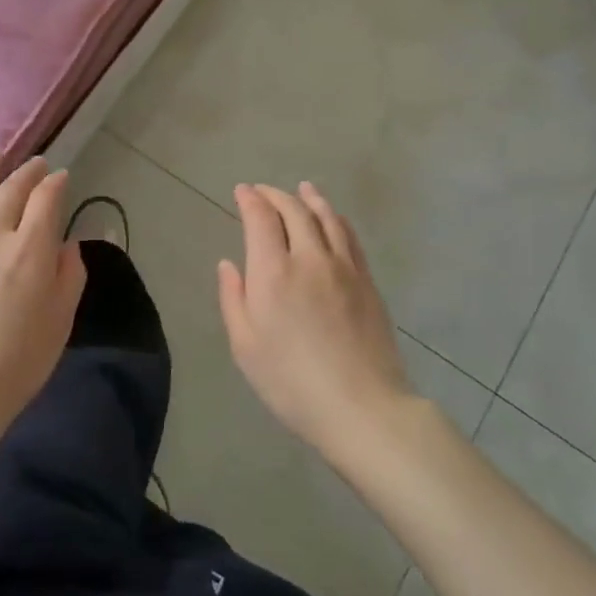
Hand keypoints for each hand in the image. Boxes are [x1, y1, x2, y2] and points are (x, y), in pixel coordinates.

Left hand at [0, 148, 85, 429]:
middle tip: (36, 162)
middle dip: (26, 172)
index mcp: (31, 249)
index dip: (55, 183)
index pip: (46, 200)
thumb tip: (66, 244)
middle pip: (10, 191)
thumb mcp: (61, 320)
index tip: (61, 176)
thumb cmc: (19, 361)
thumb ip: (69, 274)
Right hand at [218, 182, 413, 456]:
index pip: (261, 218)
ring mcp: (343, 267)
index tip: (242, 191)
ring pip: (326, 217)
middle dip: (275, 195)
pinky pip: (349, 236)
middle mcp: (309, 258)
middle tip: (263, 191)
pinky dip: (336, 218)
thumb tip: (229, 264)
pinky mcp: (366, 280)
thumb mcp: (245, 346)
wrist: (361, 406)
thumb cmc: (291, 382)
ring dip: (310, 198)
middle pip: (294, 210)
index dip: (250, 200)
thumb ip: (233, 298)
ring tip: (302, 188)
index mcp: (273, 272)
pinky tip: (333, 218)